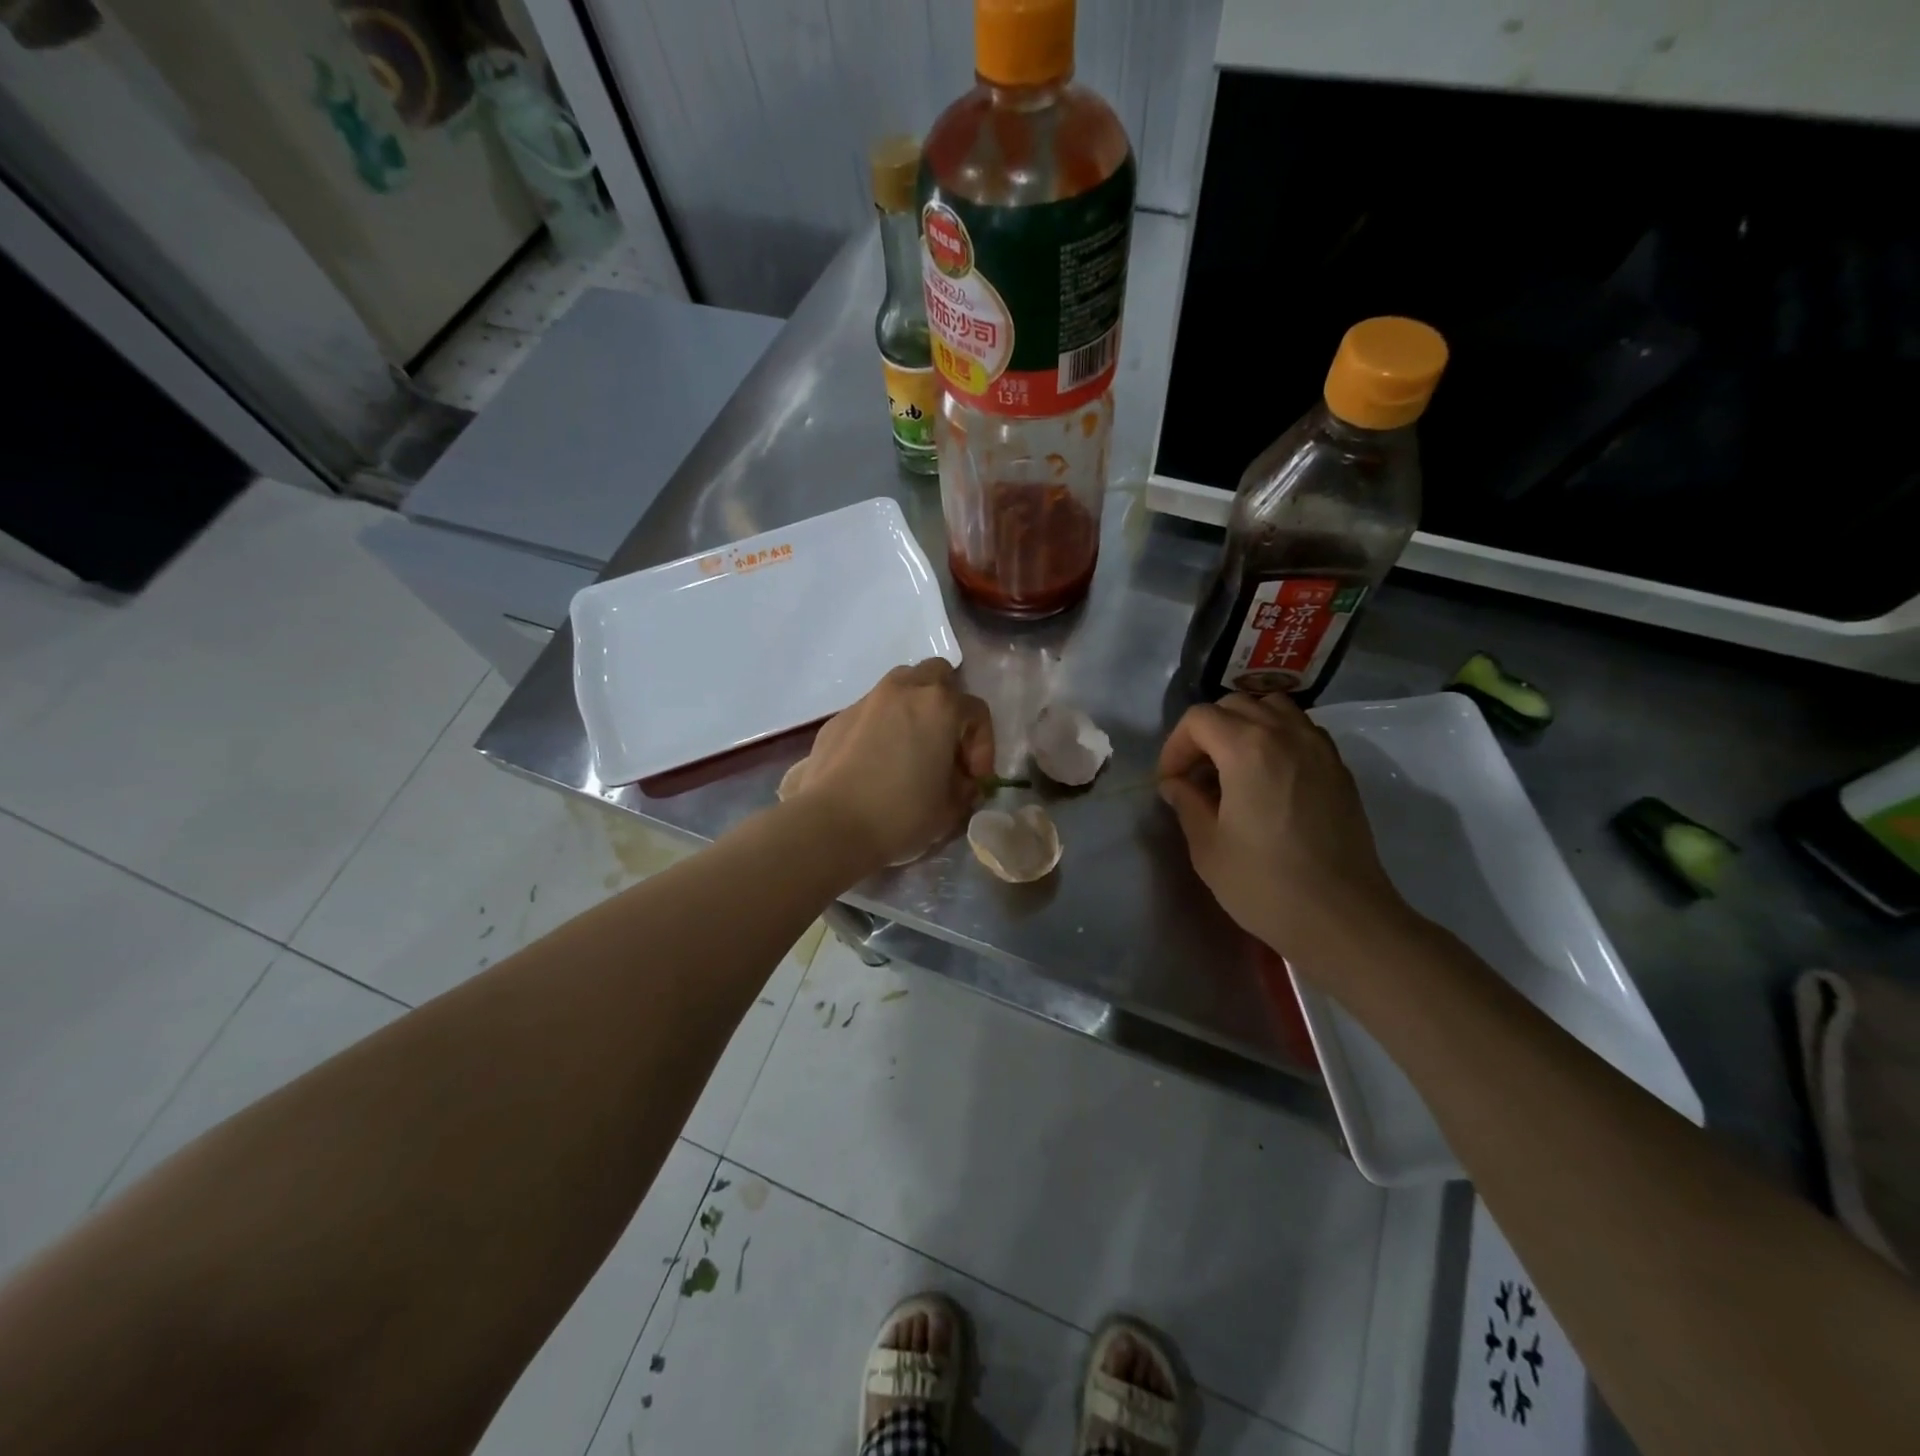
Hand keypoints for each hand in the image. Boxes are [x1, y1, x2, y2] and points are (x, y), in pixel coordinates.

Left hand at [789, 660, 994, 871]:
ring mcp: (867, 700)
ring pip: (901, 686)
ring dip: (914, 708)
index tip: (975, 780)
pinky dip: (882, 726)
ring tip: (912, 747)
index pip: (977, 712)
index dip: (983, 747)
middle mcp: (904, 690)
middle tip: (947, 745)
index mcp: (939, 705)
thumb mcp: (951, 807)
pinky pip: (871, 711)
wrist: (831, 824)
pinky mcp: (838, 718)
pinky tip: (877, 762)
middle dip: (949, 705)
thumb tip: (961, 781)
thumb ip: (965, 787)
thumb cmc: (901, 814)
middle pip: (937, 676)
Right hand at [1157, 693, 1409, 961]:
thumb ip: (1186, 803)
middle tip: (1196, 774)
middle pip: (1235, 705)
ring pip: (1274, 708)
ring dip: (1245, 726)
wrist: (1342, 918)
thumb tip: (1176, 784)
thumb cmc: (1265, 884)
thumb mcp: (1208, 847)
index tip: (1170, 782)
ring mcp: (1319, 749)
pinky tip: (1269, 777)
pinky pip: (1302, 730)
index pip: (1199, 718)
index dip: (1176, 746)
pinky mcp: (1339, 770)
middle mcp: (1286, 734)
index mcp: (1247, 749)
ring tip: (1232, 766)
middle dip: (1206, 732)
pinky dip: (1277, 737)